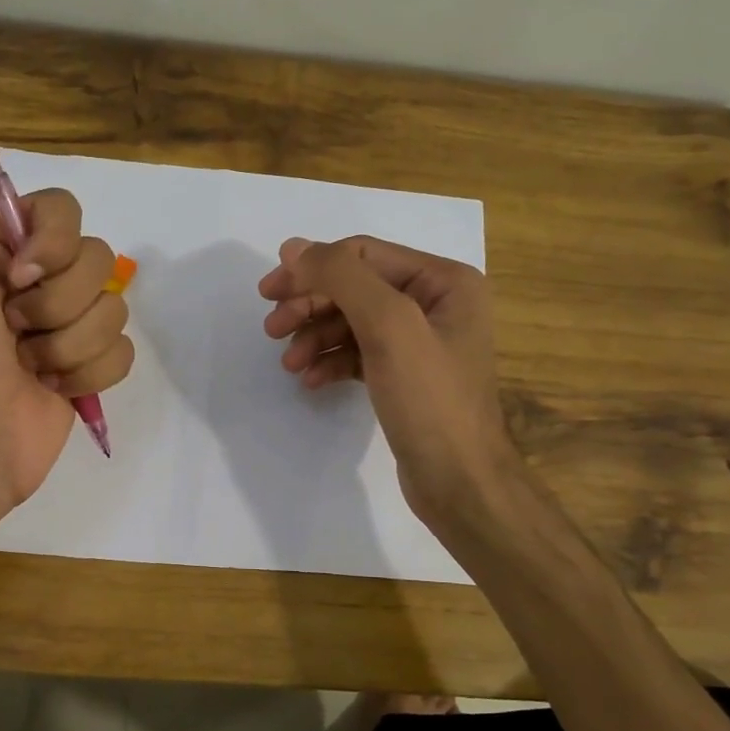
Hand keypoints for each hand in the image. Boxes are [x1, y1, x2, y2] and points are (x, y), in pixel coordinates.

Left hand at [0, 136, 133, 509]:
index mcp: (1, 250)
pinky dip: (89, 372)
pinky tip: (53, 387)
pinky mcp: (89, 369)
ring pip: (115, 308)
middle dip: (57, 303)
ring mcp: (67, 327)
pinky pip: (123, 351)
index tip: (18, 277)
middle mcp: (38, 283)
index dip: (53, 242)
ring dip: (68, 343)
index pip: (64, 209)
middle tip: (13, 331)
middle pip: (98, 260)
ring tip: (29, 366)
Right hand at [258, 235, 511, 527]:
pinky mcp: (406, 376)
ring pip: (352, 322)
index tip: (269, 293)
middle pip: (355, 288)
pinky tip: (311, 381)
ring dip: (315, 337)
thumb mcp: (388, 326)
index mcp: (443, 281)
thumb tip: (293, 247)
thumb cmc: (430, 399)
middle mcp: (436, 304)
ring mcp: (421, 342)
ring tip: (289, 364)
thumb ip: (342, 277)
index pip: (363, 255)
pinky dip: (332, 362)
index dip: (313, 268)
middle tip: (271, 330)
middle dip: (310, 306)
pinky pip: (359, 354)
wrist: (460, 483)